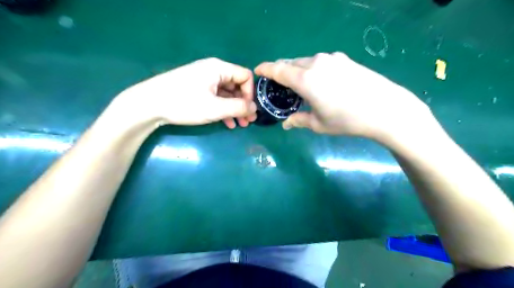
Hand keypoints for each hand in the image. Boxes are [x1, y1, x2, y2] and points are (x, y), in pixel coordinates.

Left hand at [119, 57, 258, 128]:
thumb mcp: (215, 108)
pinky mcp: (197, 89)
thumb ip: (238, 108)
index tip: (248, 110)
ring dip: (234, 109)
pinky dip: (223, 109)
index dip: (250, 94)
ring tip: (239, 125)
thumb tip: (255, 108)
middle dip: (244, 104)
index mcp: (219, 68)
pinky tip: (227, 123)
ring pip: (227, 93)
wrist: (148, 104)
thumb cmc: (184, 103)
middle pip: (236, 85)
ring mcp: (204, 80)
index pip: (245, 76)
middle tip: (248, 121)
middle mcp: (213, 70)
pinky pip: (216, 97)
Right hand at [253, 51, 432, 140]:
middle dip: (281, 71)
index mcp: (305, 79)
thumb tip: (286, 124)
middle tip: (277, 83)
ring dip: (297, 70)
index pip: (278, 69)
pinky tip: (319, 81)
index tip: (258, 70)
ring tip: (298, 84)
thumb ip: (299, 120)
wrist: (385, 109)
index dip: (265, 69)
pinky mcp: (345, 60)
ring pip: (306, 61)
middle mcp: (316, 63)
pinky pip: (320, 62)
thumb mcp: (318, 124)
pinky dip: (312, 69)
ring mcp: (332, 59)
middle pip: (291, 63)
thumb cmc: (347, 120)